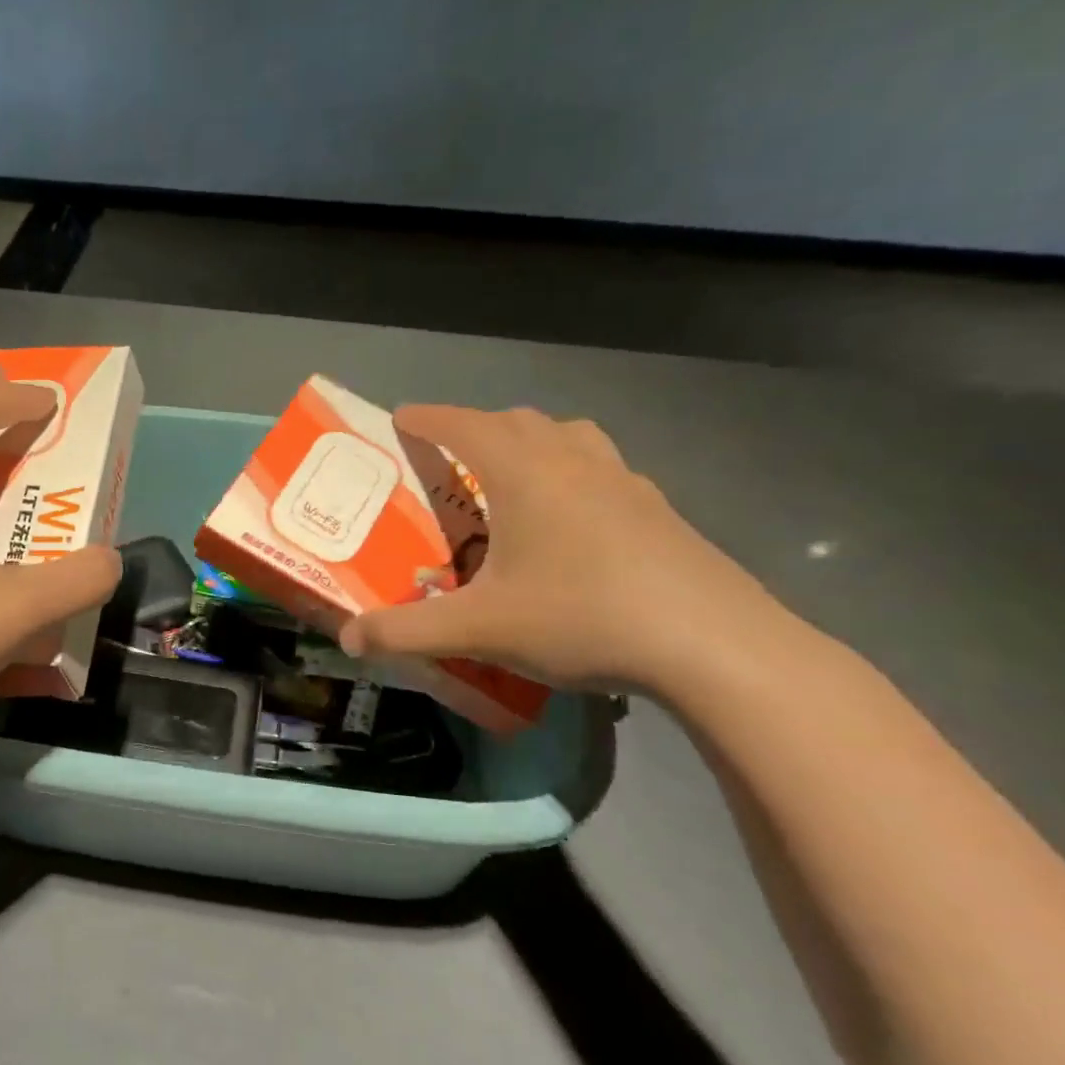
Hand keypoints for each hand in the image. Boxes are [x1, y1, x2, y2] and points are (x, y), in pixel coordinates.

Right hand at [340, 406, 780, 695]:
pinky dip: (576, 475)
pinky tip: (577, 521)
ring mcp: (626, 483)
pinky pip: (606, 471)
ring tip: (515, 477)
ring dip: (533, 442)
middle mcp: (574, 463)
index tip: (400, 417)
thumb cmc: (583, 618)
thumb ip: (406, 631)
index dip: (427, 418)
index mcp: (524, 474)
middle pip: (517, 421)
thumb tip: (350, 639)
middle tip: (451, 457)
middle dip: (476, 428)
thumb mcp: (480, 629)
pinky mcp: (661, 512)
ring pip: (570, 437)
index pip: (463, 425)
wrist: (714, 647)